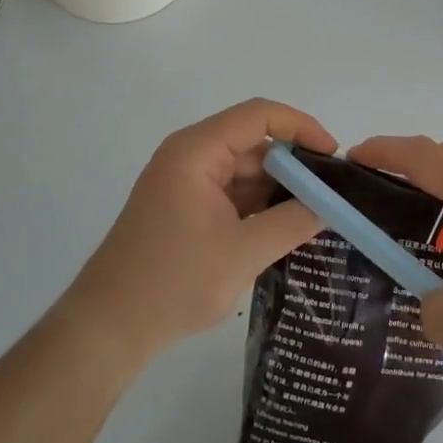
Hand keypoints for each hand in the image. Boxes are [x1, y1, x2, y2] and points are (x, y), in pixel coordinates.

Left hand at [59, 99, 334, 370]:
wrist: (109, 327)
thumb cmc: (174, 281)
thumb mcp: (244, 252)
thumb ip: (293, 222)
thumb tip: (332, 204)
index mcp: (197, 151)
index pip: (259, 115)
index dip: (301, 127)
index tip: (333, 155)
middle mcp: (190, 155)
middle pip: (253, 142)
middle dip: (294, 164)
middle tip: (333, 191)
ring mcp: (186, 182)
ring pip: (245, 170)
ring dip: (278, 188)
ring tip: (319, 211)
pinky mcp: (185, 207)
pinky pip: (232, 192)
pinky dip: (259, 205)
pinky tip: (287, 227)